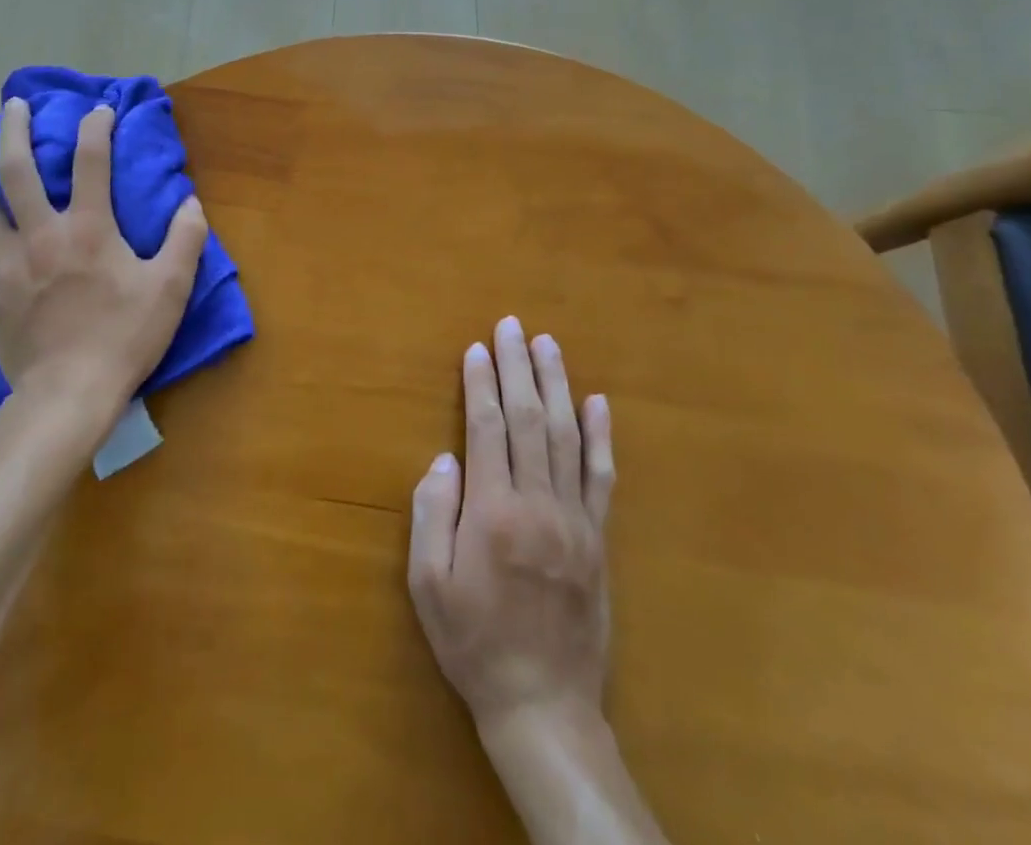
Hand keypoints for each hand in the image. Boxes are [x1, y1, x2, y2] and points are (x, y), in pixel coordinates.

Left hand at [0, 97, 208, 418]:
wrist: (70, 394)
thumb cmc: (125, 337)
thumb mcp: (171, 287)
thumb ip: (186, 238)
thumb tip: (190, 202)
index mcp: (89, 228)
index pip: (91, 161)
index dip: (95, 128)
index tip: (99, 111)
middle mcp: (41, 234)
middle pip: (17, 171)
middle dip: (13, 131)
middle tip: (12, 106)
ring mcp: (7, 264)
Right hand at [408, 317, 614, 732]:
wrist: (543, 704)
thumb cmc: (474, 642)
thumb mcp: (428, 586)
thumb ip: (431, 516)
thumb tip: (445, 459)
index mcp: (493, 512)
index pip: (487, 428)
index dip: (481, 383)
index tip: (476, 348)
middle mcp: (538, 503)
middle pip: (529, 418)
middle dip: (518, 366)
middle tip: (512, 325)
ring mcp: (575, 518)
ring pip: (567, 436)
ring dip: (557, 384)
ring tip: (548, 345)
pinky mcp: (598, 537)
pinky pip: (601, 476)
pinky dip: (600, 435)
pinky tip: (597, 402)